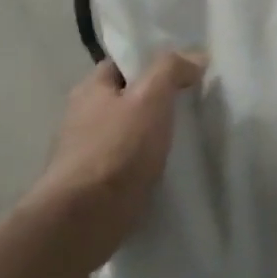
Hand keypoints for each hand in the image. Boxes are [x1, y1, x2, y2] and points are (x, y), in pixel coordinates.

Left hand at [32, 51, 204, 269]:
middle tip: (191, 107)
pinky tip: (167, 171)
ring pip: (126, 135)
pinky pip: (125, 166)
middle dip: (154, 103)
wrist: (83, 221)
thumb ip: (171, 70)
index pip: (122, 65)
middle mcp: (81, 117)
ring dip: (150, 137)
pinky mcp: (92, 187)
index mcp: (90, 90)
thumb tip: (195, 56)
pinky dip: (144, 166)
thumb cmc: (116, 150)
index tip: (183, 73)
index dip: (151, 64)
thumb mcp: (150, 97)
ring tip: (185, 140)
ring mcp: (84, 154)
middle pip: (125, 100)